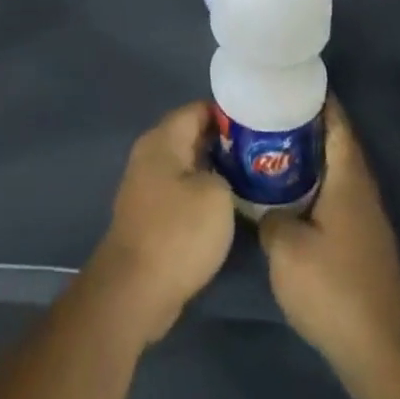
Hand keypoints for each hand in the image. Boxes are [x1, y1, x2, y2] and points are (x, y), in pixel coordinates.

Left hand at [85, 102, 236, 346]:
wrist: (136, 289)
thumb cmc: (178, 233)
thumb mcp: (217, 195)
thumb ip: (225, 171)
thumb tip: (222, 173)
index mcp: (163, 139)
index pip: (198, 109)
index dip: (230, 114)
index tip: (260, 124)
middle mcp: (151, 154)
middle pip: (193, 135)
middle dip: (226, 142)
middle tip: (263, 153)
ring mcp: (147, 185)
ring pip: (189, 165)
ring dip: (216, 170)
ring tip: (254, 177)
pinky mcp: (151, 214)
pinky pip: (182, 191)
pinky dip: (204, 193)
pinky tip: (230, 207)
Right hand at [260, 100, 399, 389]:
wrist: (379, 351)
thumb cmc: (333, 287)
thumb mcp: (285, 247)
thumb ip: (269, 216)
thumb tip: (265, 209)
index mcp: (348, 179)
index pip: (336, 124)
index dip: (317, 100)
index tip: (290, 83)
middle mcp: (362, 192)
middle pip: (335, 145)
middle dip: (305, 127)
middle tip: (268, 114)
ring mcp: (365, 220)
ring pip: (334, 173)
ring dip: (307, 159)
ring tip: (269, 148)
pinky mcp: (361, 245)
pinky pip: (334, 198)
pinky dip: (312, 187)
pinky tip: (285, 196)